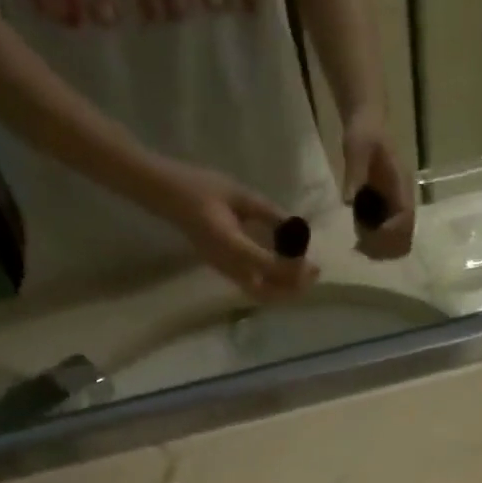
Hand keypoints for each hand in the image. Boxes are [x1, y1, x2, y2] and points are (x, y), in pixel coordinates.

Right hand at [154, 161, 318, 298]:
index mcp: (231, 245)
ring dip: (284, 291)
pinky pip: (254, 288)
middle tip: (314, 272)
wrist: (167, 195)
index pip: (270, 267)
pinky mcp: (225, 271)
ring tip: (303, 275)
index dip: (295, 269)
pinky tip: (284, 271)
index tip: (313, 262)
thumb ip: (267, 213)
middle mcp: (229, 266)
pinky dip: (273, 286)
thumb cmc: (200, 187)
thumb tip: (295, 227)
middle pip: (268, 293)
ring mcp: (226, 272)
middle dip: (294, 288)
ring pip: (261, 295)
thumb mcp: (238, 194)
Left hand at [342, 111, 415, 260]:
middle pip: (405, 238)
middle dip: (385, 246)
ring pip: (397, 241)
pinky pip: (388, 235)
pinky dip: (375, 241)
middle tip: (361, 245)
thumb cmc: (363, 131)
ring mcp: (397, 207)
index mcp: (401, 186)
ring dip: (380, 247)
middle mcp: (403, 200)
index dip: (390, 234)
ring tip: (358, 241)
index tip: (368, 235)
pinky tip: (359, 233)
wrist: (366, 121)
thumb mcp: (356, 147)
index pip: (405, 220)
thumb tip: (348, 201)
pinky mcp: (388, 209)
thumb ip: (354, 173)